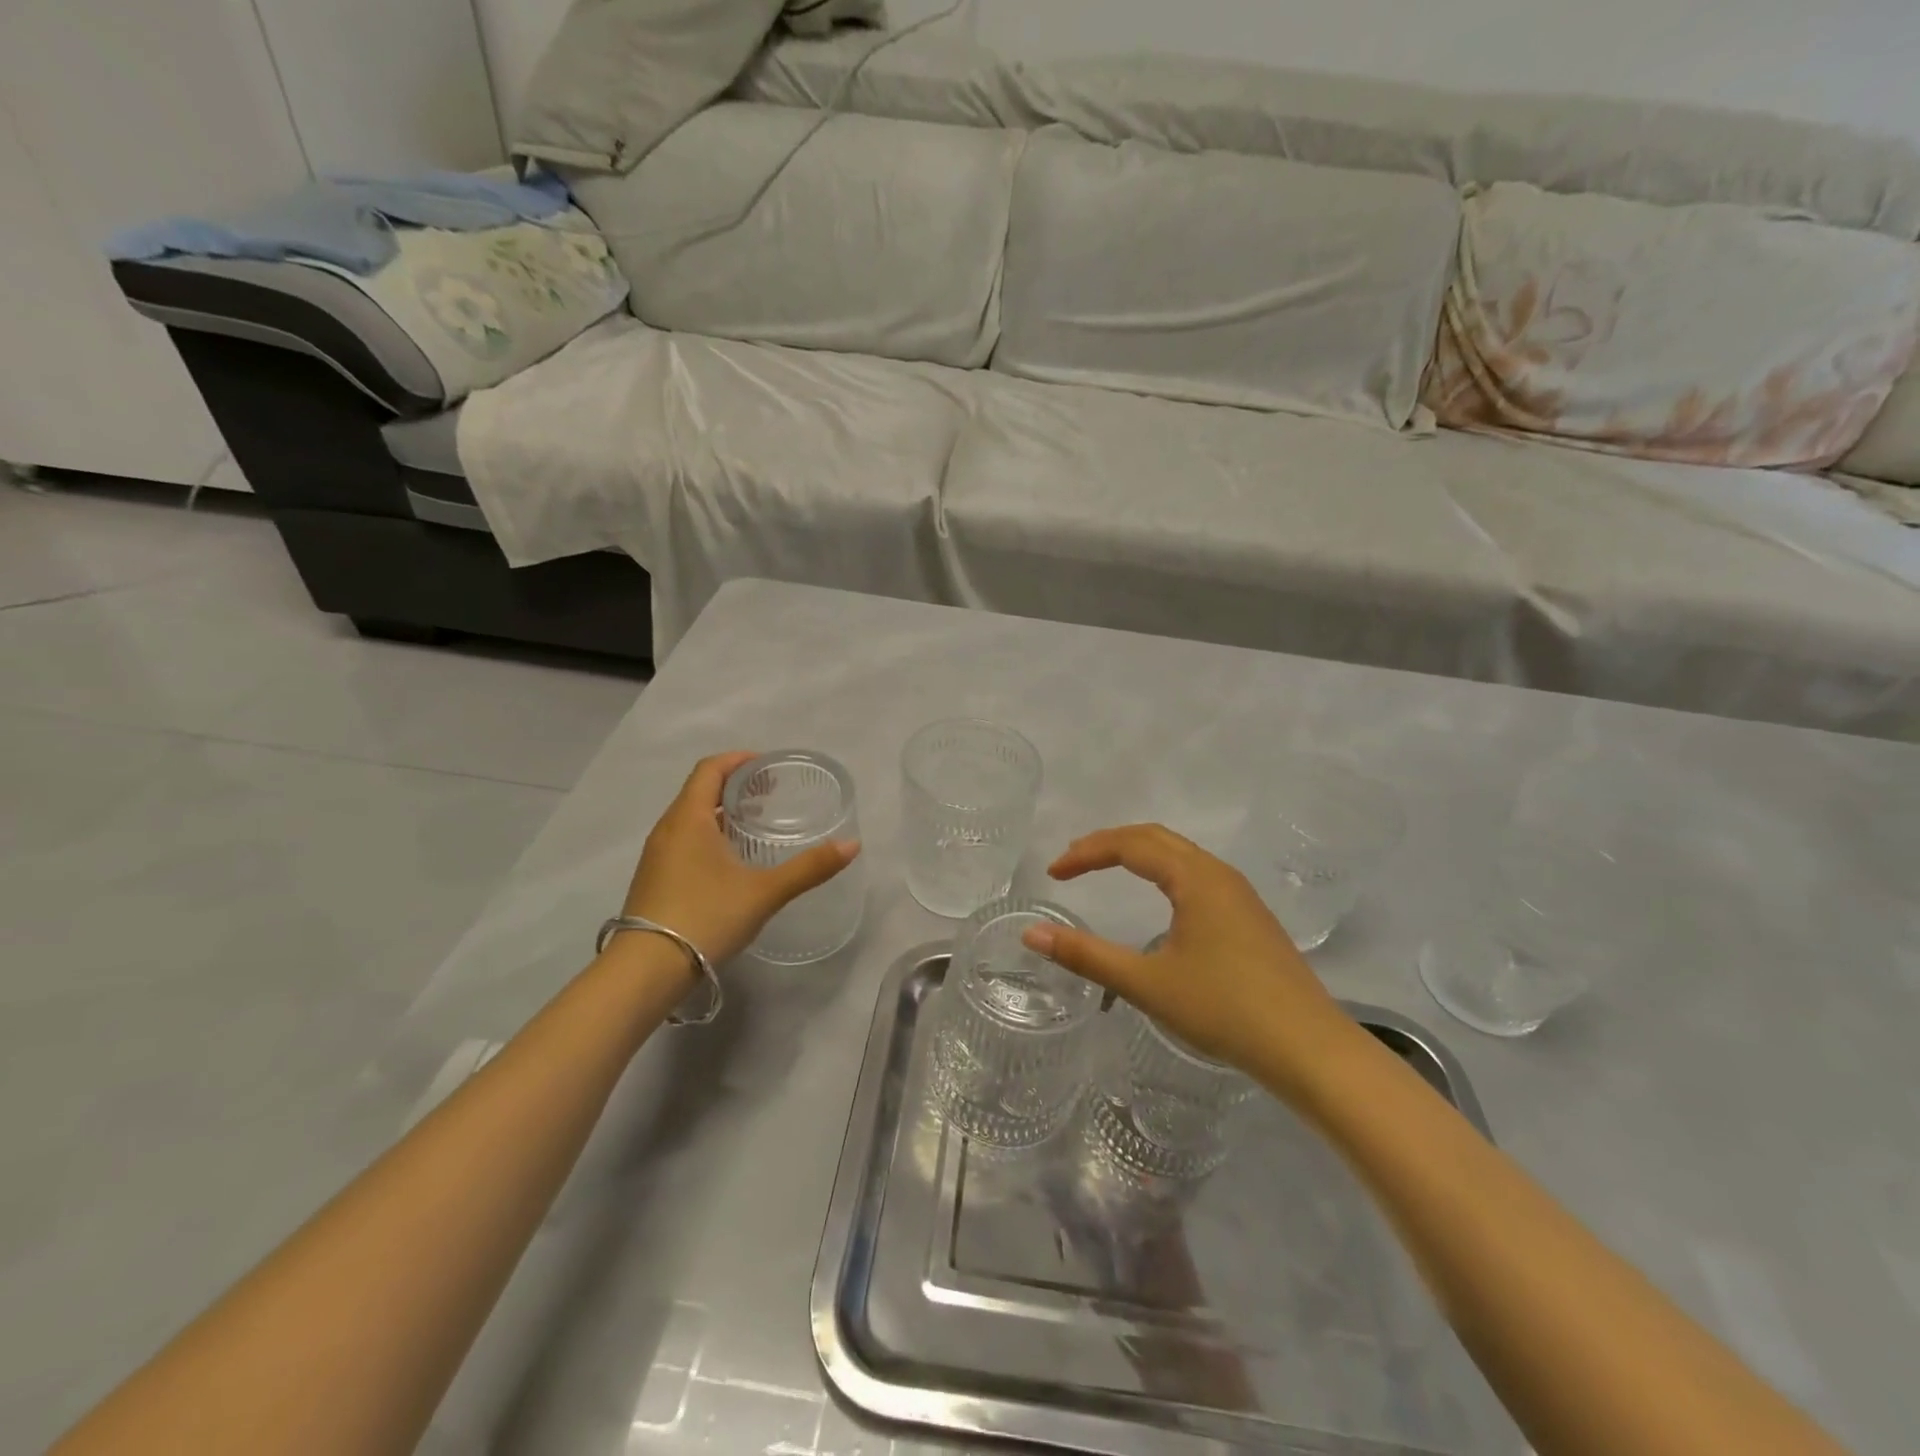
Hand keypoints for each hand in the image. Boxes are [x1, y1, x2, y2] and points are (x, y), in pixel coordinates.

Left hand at [622, 752, 859, 965]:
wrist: (646, 971)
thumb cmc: (706, 917)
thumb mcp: (765, 892)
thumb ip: (809, 868)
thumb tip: (853, 845)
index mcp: (689, 818)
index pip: (710, 769)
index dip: (739, 760)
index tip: (768, 766)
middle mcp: (667, 829)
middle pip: (699, 790)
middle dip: (735, 785)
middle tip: (770, 794)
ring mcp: (656, 856)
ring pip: (690, 817)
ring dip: (721, 811)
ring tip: (754, 824)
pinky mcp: (654, 879)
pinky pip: (683, 840)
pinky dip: (709, 834)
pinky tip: (730, 860)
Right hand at [1021, 825, 1356, 1097]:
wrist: (1309, 1048)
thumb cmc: (1225, 1009)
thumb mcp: (1147, 983)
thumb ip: (1087, 956)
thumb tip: (1032, 934)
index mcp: (1195, 878)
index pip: (1129, 845)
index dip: (1086, 853)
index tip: (1054, 873)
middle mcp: (1218, 874)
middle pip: (1155, 838)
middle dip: (1109, 844)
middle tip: (1072, 863)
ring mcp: (1240, 895)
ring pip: (1180, 855)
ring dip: (1138, 854)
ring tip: (1105, 870)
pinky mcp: (1250, 917)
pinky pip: (1197, 874)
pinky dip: (1162, 872)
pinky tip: (1159, 900)